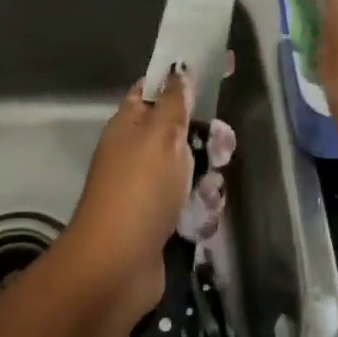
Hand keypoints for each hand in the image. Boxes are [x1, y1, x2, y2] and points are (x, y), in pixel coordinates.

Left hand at [60, 72, 196, 315]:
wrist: (117, 266)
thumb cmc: (139, 189)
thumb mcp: (160, 135)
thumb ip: (175, 101)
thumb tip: (179, 70)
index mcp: (130, 124)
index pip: (156, 88)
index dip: (185, 78)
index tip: (220, 70)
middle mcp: (138, 152)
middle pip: (183, 132)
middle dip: (208, 141)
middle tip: (220, 150)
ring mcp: (148, 188)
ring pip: (193, 170)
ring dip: (207, 182)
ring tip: (206, 196)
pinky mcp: (161, 221)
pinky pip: (191, 205)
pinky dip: (201, 213)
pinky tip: (201, 223)